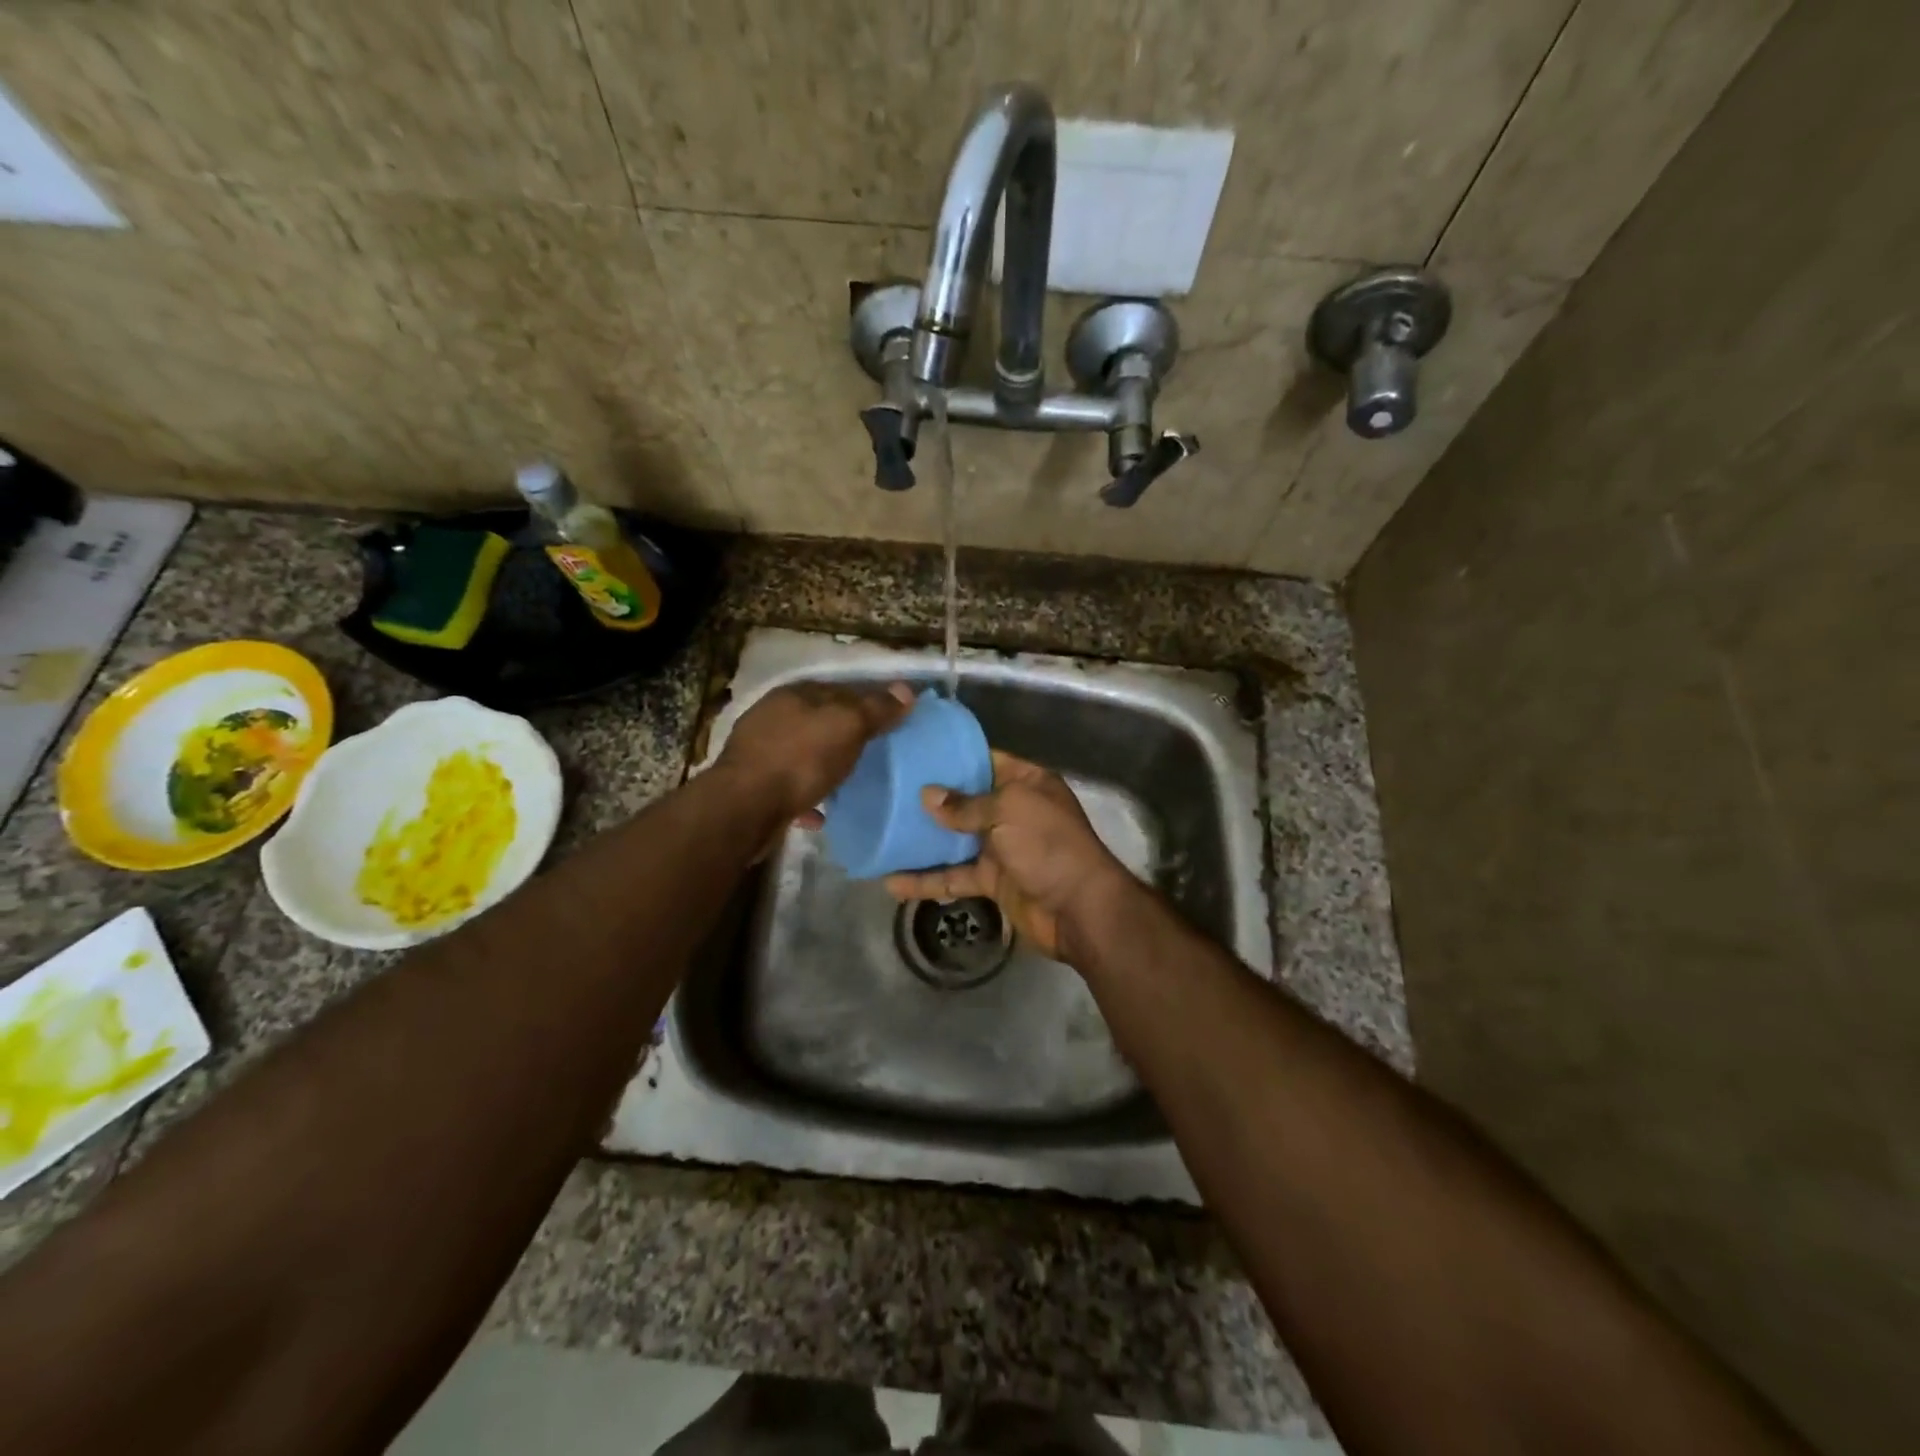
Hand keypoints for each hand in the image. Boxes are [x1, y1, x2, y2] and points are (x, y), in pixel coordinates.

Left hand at [715, 680, 913, 822]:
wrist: (746, 807)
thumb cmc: (800, 758)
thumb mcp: (847, 726)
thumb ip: (876, 708)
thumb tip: (906, 690)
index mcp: (795, 694)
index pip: (840, 689)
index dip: (867, 701)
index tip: (891, 720)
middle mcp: (773, 716)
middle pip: (819, 721)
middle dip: (844, 734)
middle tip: (875, 752)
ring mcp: (759, 751)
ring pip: (803, 753)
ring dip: (824, 765)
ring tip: (850, 782)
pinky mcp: (753, 785)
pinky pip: (790, 787)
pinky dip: (807, 796)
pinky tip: (822, 813)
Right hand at [884, 751, 1137, 962]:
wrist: (1079, 910)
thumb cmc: (1048, 846)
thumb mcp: (1010, 811)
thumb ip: (967, 804)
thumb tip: (928, 796)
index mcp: (1026, 784)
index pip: (986, 761)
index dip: (953, 757)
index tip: (915, 754)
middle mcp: (1014, 811)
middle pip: (966, 800)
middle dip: (931, 799)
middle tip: (888, 791)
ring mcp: (1002, 847)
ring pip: (955, 840)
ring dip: (923, 841)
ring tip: (882, 835)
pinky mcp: (992, 881)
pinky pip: (955, 876)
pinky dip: (927, 880)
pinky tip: (893, 883)